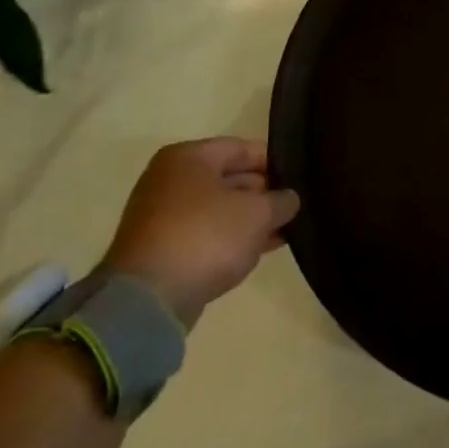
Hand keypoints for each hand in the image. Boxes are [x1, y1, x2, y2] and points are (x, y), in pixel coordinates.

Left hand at [102, 138, 299, 327]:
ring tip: (285, 230)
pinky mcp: (161, 247)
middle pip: (230, 177)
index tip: (301, 178)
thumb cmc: (206, 237)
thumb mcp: (258, 214)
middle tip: (295, 207)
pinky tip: (260, 249)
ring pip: (219, 208)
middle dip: (264, 193)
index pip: (243, 148)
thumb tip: (289, 199)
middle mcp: (170, 179)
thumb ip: (281, 201)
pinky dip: (231, 238)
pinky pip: (206, 232)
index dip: (276, 162)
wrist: (147, 299)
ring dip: (250, 219)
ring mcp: (162, 215)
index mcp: (189, 157)